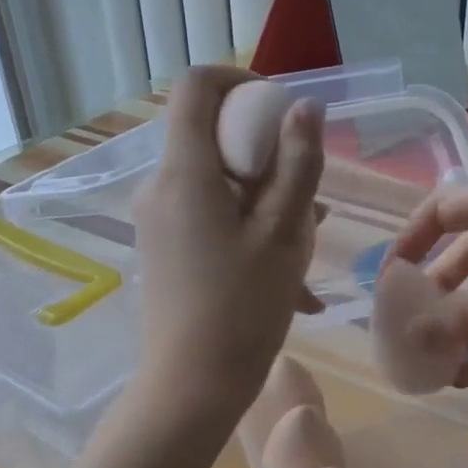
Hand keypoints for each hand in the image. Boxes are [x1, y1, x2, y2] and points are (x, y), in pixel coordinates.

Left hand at [133, 67, 324, 415]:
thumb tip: (305, 107)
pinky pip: (210, 216)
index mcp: (184, 172)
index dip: (242, 83)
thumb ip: (298, 163)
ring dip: (266, 197)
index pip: (197, 87)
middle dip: (267, 154)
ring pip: (218, 182)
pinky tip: (289, 276)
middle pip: (212, 137)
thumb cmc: (243, 307)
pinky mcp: (164, 247)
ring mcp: (158, 219)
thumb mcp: (284, 233)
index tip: (282, 113)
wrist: (192, 385)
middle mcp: (161, 186)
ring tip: (308, 241)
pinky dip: (248, 227)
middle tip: (309, 197)